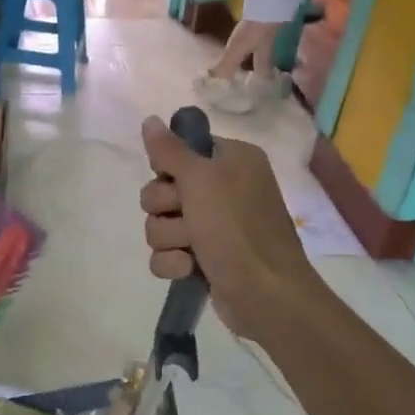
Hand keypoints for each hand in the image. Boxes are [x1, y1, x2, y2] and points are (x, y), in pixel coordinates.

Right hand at [139, 116, 319, 341]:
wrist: (265, 295)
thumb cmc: (238, 230)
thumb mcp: (202, 180)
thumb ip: (171, 151)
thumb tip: (149, 120)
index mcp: (231, 161)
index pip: (179, 151)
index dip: (169, 169)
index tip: (175, 181)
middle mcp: (222, 189)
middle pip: (160, 190)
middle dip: (166, 210)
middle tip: (189, 219)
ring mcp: (211, 227)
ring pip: (158, 224)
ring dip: (169, 239)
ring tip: (192, 250)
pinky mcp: (201, 259)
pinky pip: (165, 254)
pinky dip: (172, 263)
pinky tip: (189, 270)